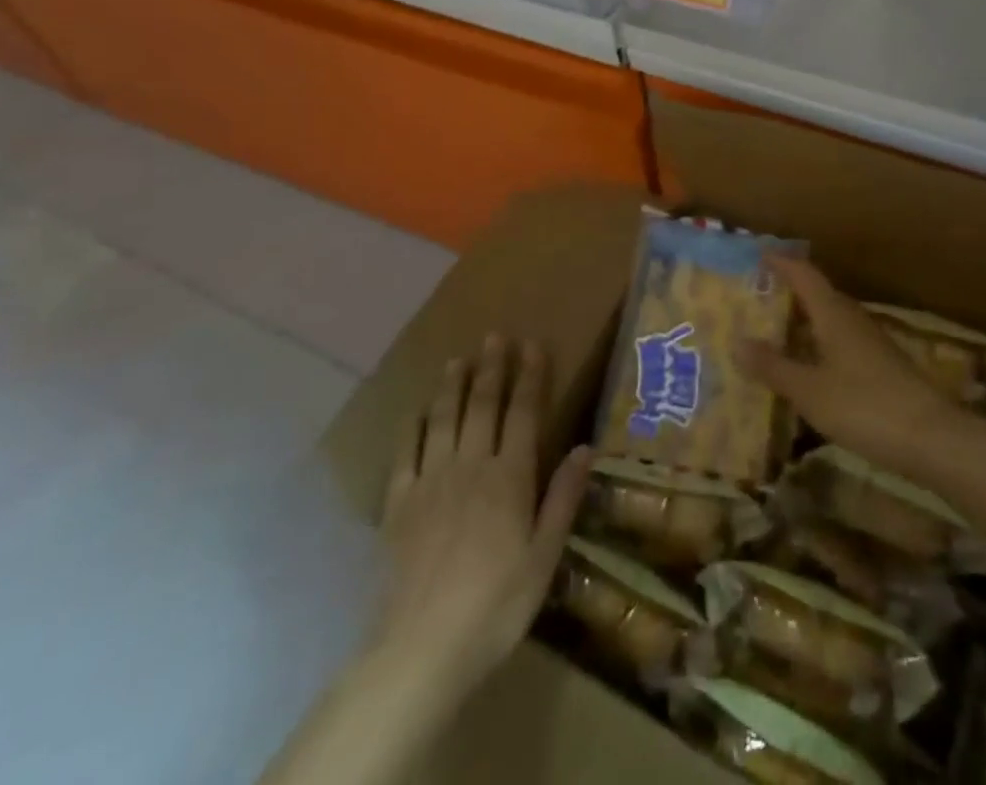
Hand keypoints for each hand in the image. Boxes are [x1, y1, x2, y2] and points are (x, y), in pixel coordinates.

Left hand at [375, 333, 592, 691]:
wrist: (422, 649)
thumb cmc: (496, 604)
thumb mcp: (545, 557)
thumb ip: (563, 499)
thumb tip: (586, 448)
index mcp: (510, 477)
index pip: (524, 413)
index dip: (530, 376)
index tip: (533, 344)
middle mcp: (471, 466)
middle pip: (482, 406)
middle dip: (492, 368)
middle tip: (495, 336)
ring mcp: (431, 482)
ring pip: (443, 420)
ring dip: (452, 386)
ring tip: (457, 359)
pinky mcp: (399, 505)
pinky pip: (405, 454)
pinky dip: (412, 427)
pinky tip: (417, 412)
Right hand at [736, 256, 964, 480]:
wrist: (931, 438)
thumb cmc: (864, 406)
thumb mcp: (810, 390)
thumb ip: (773, 367)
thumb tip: (736, 340)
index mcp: (834, 314)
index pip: (805, 275)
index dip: (783, 263)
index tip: (759, 254)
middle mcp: (852, 320)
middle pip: (818, 296)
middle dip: (788, 295)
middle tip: (755, 299)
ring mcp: (870, 344)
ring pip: (829, 323)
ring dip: (802, 324)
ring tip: (772, 334)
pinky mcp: (880, 368)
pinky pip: (839, 346)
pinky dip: (817, 349)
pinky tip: (805, 370)